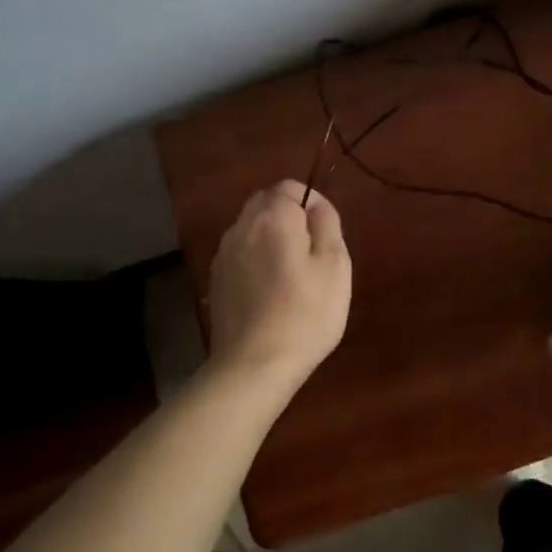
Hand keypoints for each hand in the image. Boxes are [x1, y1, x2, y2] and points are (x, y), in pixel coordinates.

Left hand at [205, 180, 350, 388]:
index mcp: (273, 218)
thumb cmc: (306, 313)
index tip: (326, 231)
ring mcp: (224, 255)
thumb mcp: (335, 265)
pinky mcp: (216, 280)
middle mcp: (242, 228)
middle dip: (289, 215)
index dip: (311, 201)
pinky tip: (270, 289)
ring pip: (250, 228)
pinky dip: (256, 258)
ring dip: (271, 237)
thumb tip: (316, 204)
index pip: (289, 187)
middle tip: (312, 251)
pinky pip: (240, 253)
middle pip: (265, 202)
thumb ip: (327, 224)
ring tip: (292, 272)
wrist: (254, 365)